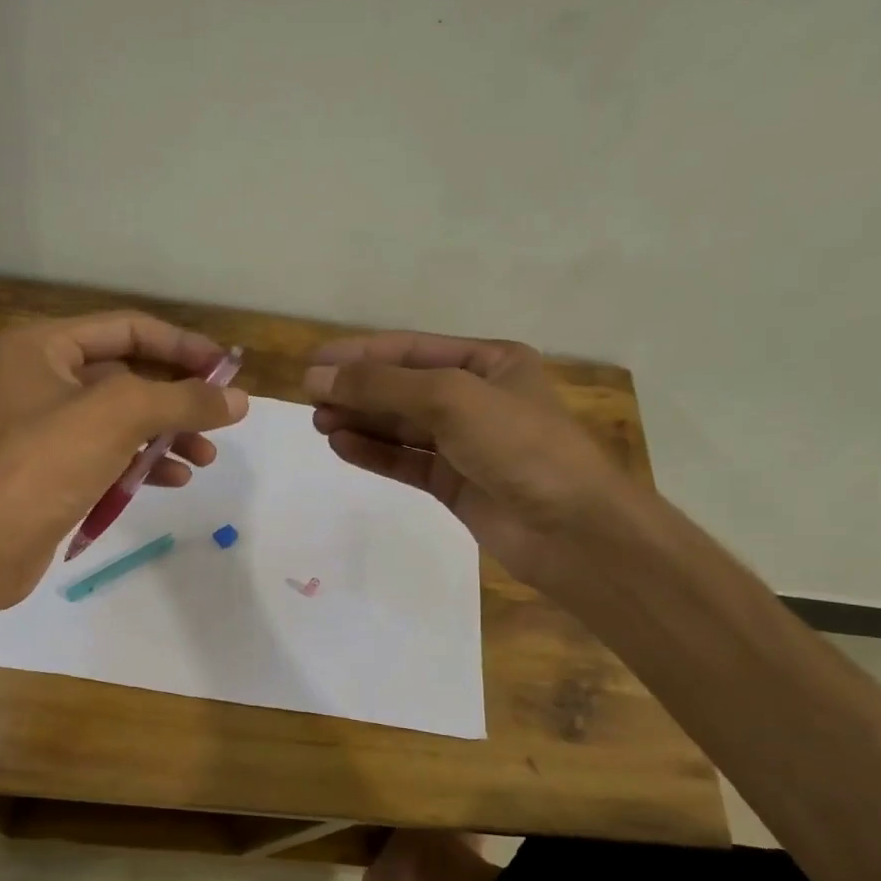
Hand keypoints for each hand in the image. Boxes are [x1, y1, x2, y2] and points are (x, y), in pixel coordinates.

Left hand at [0, 311, 248, 611]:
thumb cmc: (47, 461)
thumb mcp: (120, 415)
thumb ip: (183, 401)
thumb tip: (239, 400)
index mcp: (46, 346)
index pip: (129, 329)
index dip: (182, 346)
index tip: (227, 372)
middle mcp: (45, 379)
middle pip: (130, 375)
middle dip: (178, 399)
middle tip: (221, 420)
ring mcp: (49, 429)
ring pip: (124, 420)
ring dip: (168, 435)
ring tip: (205, 458)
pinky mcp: (56, 472)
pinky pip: (111, 455)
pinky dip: (144, 464)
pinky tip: (175, 481)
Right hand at [302, 332, 625, 587]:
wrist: (571, 530)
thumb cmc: (520, 446)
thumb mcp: (451, 399)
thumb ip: (383, 386)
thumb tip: (319, 376)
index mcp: (489, 363)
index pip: (411, 350)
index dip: (360, 354)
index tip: (313, 363)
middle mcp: (476, 398)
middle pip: (402, 387)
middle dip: (357, 389)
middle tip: (309, 397)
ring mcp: (465, 444)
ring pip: (401, 426)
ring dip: (361, 420)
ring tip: (319, 422)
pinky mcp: (455, 484)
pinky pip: (406, 461)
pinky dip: (374, 452)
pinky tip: (342, 446)